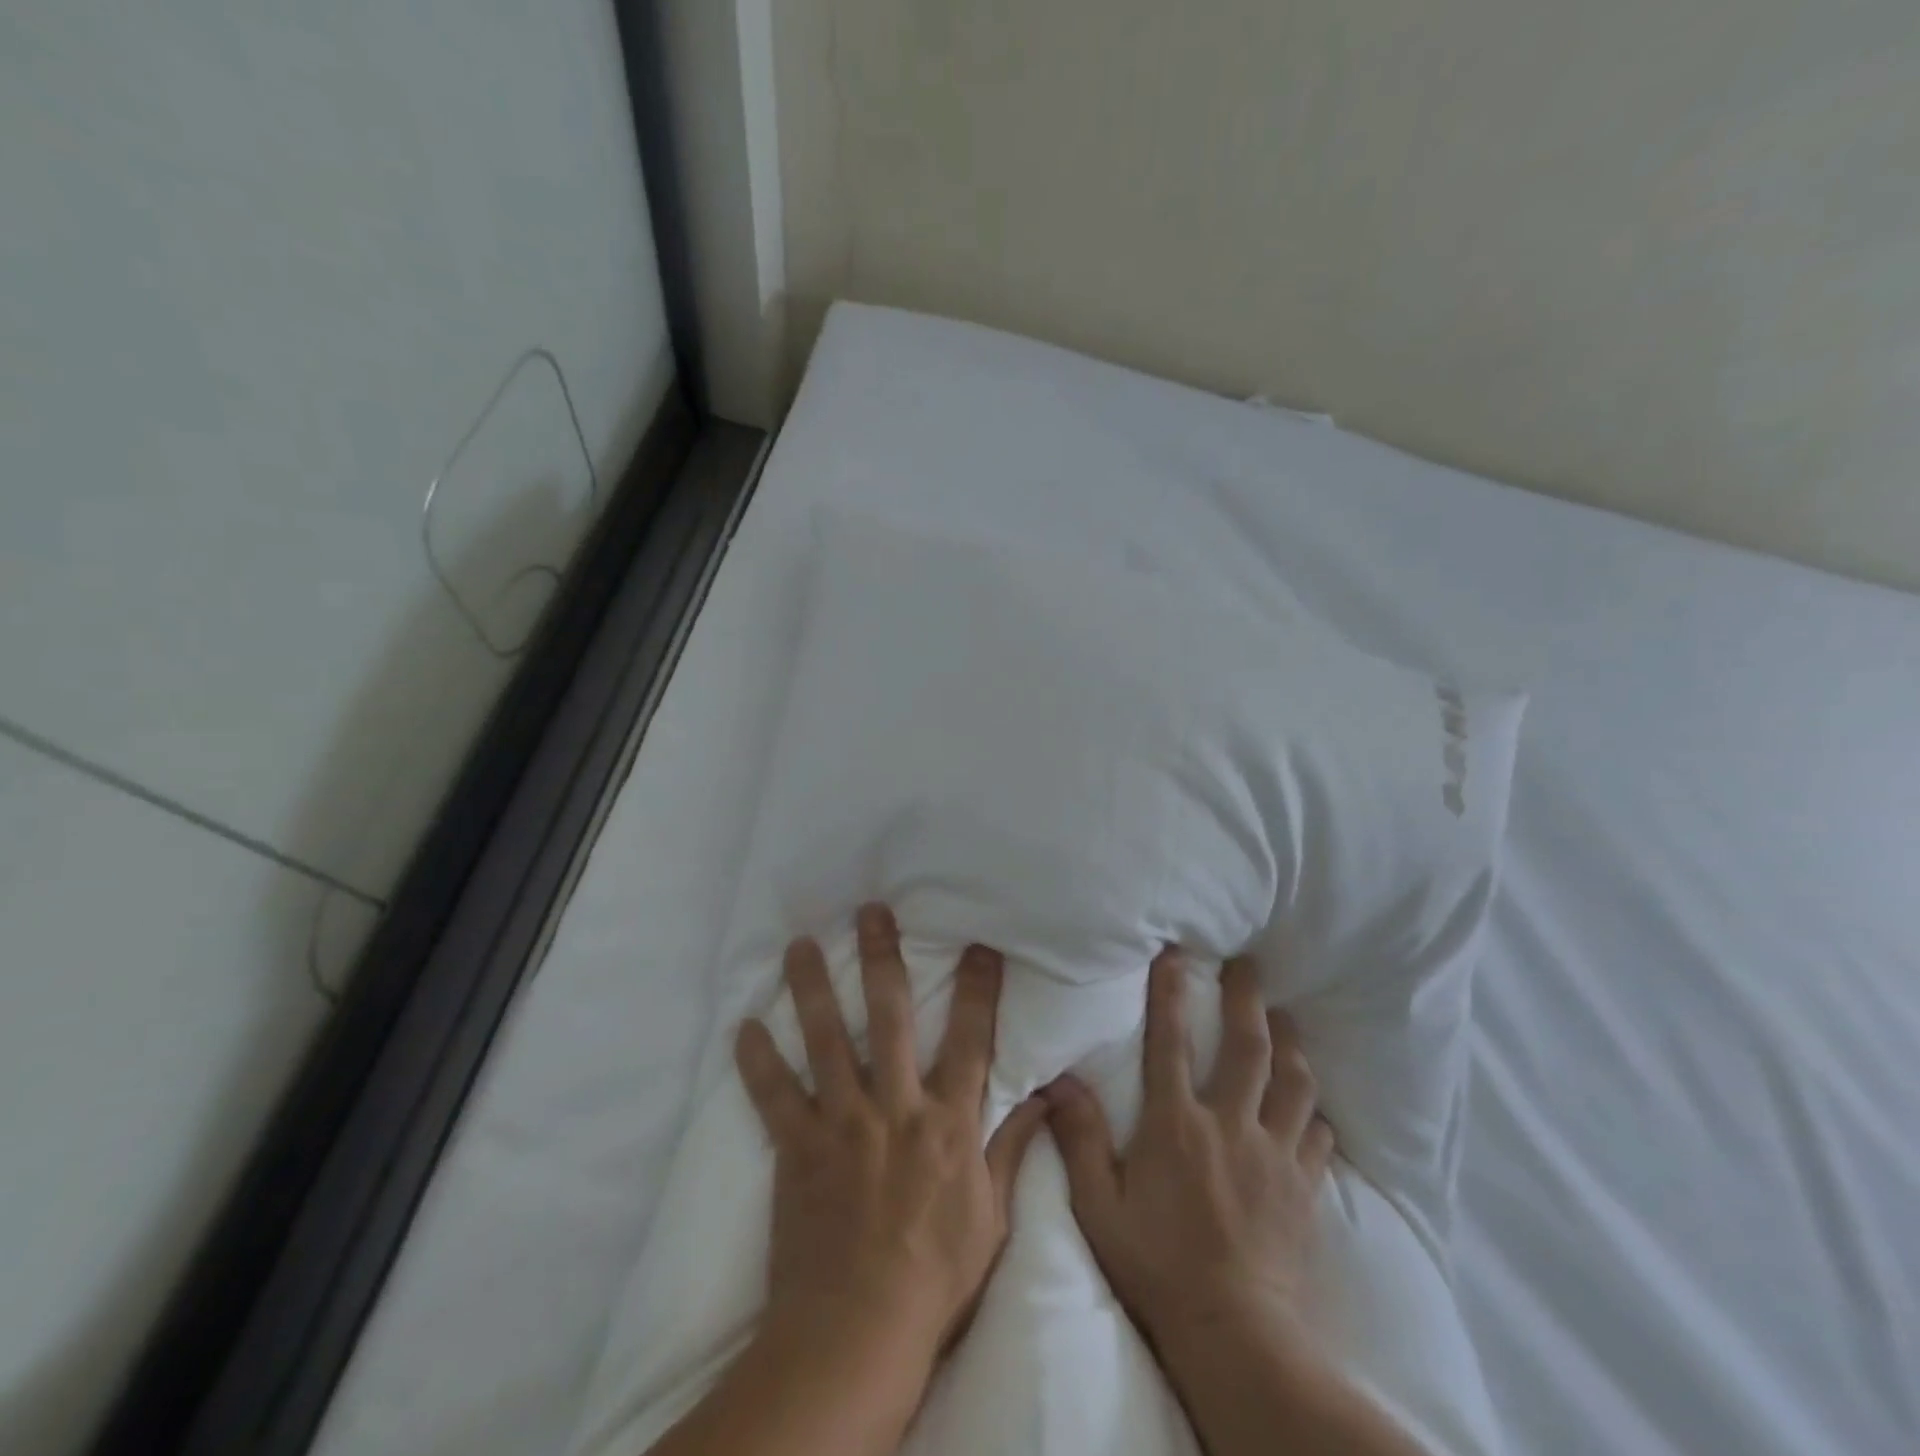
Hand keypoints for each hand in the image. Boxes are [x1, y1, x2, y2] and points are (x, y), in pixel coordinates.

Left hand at [734, 903, 1049, 1367]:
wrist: (857, 1334)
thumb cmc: (935, 1277)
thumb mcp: (991, 1216)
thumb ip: (1012, 1148)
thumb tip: (1046, 1097)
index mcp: (947, 1121)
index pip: (971, 1038)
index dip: (977, 988)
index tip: (979, 944)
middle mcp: (894, 1105)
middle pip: (890, 1015)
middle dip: (882, 958)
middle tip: (872, 912)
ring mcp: (841, 1122)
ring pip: (825, 1038)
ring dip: (811, 988)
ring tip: (800, 945)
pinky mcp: (796, 1148)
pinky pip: (773, 1095)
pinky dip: (757, 1060)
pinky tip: (743, 1026)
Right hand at [1043, 948, 1333, 1358]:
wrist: (1235, 1335)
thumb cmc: (1157, 1267)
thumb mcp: (1100, 1207)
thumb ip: (1079, 1139)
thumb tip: (1058, 1081)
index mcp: (1176, 1125)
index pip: (1170, 1041)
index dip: (1170, 992)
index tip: (1174, 954)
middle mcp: (1229, 1125)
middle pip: (1247, 1047)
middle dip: (1248, 998)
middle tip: (1249, 963)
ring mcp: (1273, 1154)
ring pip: (1293, 1082)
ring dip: (1290, 1044)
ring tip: (1285, 1019)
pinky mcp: (1302, 1187)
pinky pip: (1317, 1135)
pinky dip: (1314, 1112)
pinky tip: (1311, 1106)